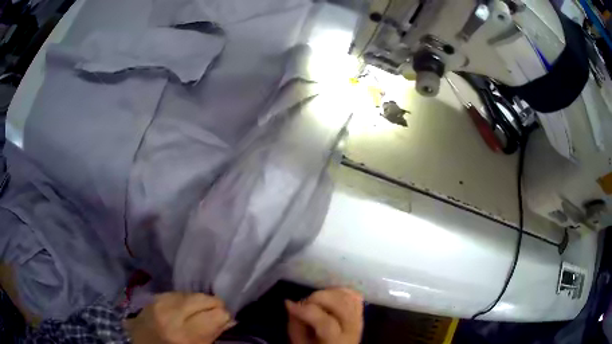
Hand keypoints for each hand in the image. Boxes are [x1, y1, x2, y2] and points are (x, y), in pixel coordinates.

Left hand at [125, 292, 234, 343]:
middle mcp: (171, 314)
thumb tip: (228, 320)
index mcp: (185, 335)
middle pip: (204, 298)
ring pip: (191, 293)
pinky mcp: (153, 297)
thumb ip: (211, 335)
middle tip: (215, 314)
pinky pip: (177, 293)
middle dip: (214, 305)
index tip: (225, 321)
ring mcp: (160, 303)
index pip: (217, 314)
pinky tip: (185, 307)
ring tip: (198, 312)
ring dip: (199, 301)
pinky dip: (185, 299)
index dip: (225, 317)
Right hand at [285, 288, 363, 343]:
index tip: (289, 305)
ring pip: (349, 297)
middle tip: (304, 303)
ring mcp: (359, 321)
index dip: (306, 311)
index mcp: (336, 342)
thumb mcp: (299, 343)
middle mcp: (353, 330)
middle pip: (341, 305)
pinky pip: (355, 297)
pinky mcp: (360, 314)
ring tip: (315, 301)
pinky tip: (328, 296)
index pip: (326, 323)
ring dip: (329, 293)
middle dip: (319, 298)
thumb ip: (296, 326)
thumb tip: (291, 304)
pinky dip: (341, 292)